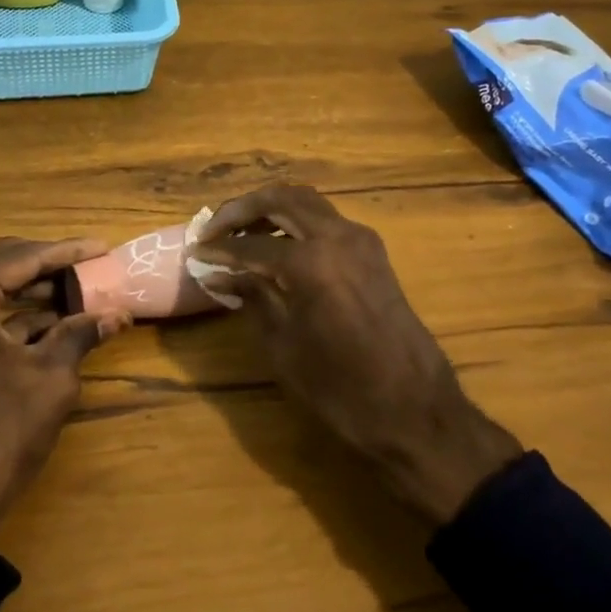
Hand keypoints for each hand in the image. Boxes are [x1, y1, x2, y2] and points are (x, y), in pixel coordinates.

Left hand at [0, 237, 131, 543]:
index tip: (105, 247)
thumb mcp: (51, 378)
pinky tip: (58, 322)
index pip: (24, 257)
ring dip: (37, 290)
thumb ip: (82, 334)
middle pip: (5, 264)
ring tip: (83, 291)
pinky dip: (21, 315)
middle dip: (51, 264)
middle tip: (92, 264)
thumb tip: (120, 313)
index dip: (68, 251)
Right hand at [193, 185, 521, 523]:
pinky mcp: (373, 253)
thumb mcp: (284, 347)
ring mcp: (361, 240)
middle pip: (280, 199)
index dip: (218, 249)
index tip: (194, 253)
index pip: (251, 244)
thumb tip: (219, 274)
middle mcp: (337, 236)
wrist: (416, 411)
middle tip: (213, 230)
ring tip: (240, 234)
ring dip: (270, 209)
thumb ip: (253, 298)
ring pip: (306, 202)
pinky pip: (326, 220)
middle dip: (241, 210)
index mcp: (311, 261)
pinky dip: (296, 221)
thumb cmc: (342, 389)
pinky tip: (276, 246)